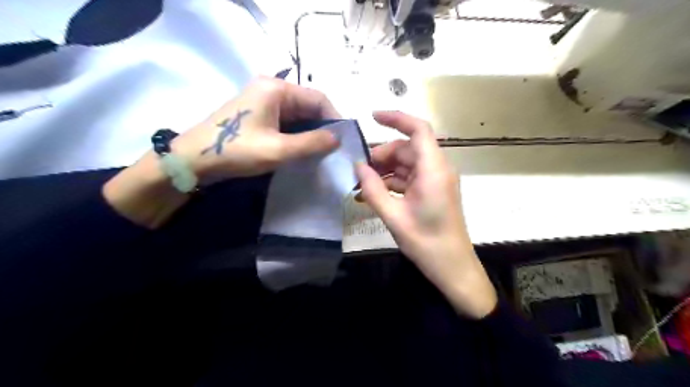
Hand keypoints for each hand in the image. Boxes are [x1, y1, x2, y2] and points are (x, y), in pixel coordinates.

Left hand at [173, 77, 337, 184]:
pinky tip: (302, 150)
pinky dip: (297, 135)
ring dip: (310, 132)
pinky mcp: (257, 114)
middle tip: (334, 149)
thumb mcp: (279, 149)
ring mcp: (262, 101)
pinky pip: (285, 122)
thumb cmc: (237, 150)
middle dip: (323, 127)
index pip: (318, 98)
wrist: (193, 160)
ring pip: (297, 115)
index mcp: (276, 89)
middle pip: (308, 105)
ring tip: (321, 152)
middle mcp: (270, 89)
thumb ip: (312, 143)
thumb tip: (337, 138)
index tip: (343, 140)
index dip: (335, 118)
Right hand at [355, 110, 496, 317]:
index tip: (371, 117)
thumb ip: (373, 189)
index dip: (396, 118)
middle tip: (359, 173)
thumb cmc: (426, 243)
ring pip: (406, 163)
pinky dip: (392, 181)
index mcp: (433, 170)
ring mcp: (436, 180)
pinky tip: (374, 194)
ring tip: (362, 186)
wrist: (453, 267)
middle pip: (407, 148)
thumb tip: (357, 167)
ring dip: (384, 171)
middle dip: (381, 156)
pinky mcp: (433, 190)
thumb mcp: (393, 217)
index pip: (418, 130)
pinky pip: (410, 177)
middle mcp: (437, 169)